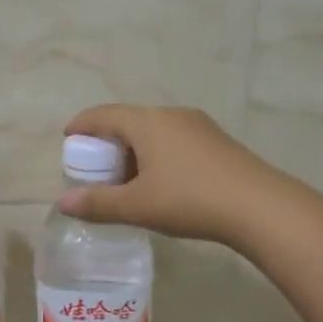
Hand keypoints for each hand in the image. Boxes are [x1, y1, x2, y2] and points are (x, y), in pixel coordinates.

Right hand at [55, 105, 287, 245]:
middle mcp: (170, 115)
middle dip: (107, 141)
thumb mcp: (137, 206)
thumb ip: (98, 204)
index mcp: (146, 122)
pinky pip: (174, 139)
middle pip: (128, 120)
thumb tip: (62, 204)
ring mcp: (198, 126)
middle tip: (95, 168)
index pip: (102, 114)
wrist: (260, 207)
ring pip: (153, 130)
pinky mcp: (216, 141)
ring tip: (127, 179)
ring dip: (134, 149)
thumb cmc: (190, 200)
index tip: (68, 139)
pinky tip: (162, 182)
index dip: (81, 125)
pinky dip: (157, 154)